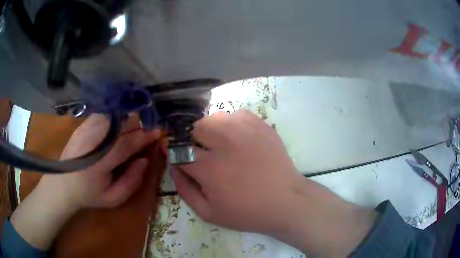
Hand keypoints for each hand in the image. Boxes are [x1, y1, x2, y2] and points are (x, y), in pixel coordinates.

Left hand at [41, 114, 160, 208]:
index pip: (127, 143)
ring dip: (127, 119)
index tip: (157, 132)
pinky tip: (118, 125)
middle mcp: (92, 140)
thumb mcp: (113, 198)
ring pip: (112, 116)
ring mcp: (85, 129)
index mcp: (100, 161)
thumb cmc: (89, 194)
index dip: (144, 136)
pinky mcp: (82, 125)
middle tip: (148, 129)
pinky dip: (114, 117)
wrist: (62, 184)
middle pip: (120, 125)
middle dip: (138, 125)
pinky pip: (103, 115)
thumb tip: (145, 160)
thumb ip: (132, 181)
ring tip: (135, 127)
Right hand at [172, 110, 376, 256]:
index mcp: (210, 169)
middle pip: (195, 128)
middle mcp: (225, 145)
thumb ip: (185, 191)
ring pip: (215, 117)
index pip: (179, 151)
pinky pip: (237, 114)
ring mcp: (246, 132)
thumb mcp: (209, 213)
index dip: (172, 150)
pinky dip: (231, 123)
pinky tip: (237, 137)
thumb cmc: (247, 212)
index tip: (174, 152)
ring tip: (218, 143)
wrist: (286, 202)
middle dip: (191, 139)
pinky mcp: (262, 126)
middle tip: (200, 151)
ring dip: (210, 129)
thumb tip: (174, 169)